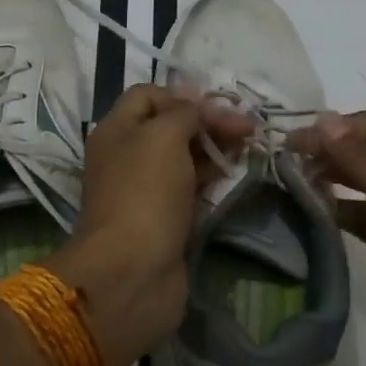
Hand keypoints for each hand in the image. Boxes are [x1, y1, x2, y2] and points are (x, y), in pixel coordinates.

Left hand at [50, 84, 251, 365]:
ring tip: (249, 146)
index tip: (217, 106)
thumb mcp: (163, 136)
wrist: (133, 271)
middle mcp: (126, 156)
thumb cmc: (145, 192)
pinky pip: (188, 188)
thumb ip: (183, 113)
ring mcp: (144, 190)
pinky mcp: (163, 219)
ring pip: (182, 157)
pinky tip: (234, 174)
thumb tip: (195, 104)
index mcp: (116, 130)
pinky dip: (210, 178)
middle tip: (247, 127)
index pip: (147, 96)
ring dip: (214, 149)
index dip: (182, 95)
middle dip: (207, 121)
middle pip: (168, 126)